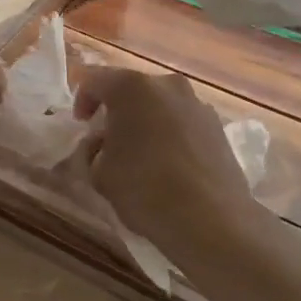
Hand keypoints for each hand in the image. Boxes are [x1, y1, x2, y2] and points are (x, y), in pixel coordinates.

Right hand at [72, 67, 263, 264]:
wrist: (212, 221)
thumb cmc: (145, 189)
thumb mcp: (99, 173)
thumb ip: (92, 151)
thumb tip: (101, 144)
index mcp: (131, 87)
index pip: (94, 80)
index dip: (82, 100)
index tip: (81, 124)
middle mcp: (166, 85)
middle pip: (132, 90)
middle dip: (117, 110)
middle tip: (108, 139)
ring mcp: (197, 104)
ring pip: (161, 105)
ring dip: (147, 122)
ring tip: (142, 155)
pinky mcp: (219, 127)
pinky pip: (183, 122)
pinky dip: (171, 135)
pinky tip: (169, 166)